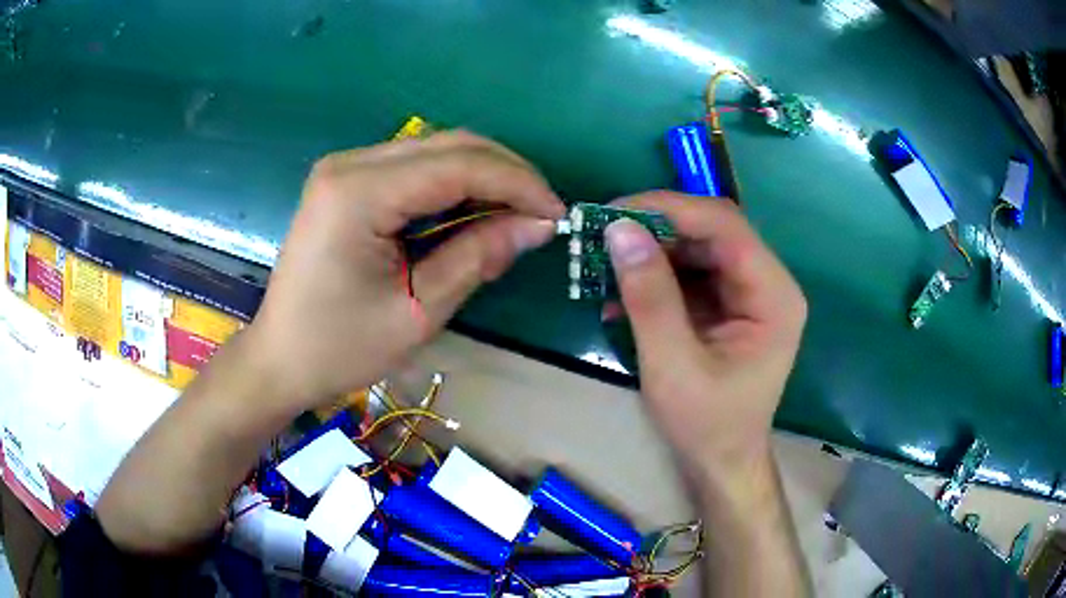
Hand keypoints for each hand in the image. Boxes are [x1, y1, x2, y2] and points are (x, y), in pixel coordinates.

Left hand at [246, 131, 564, 409]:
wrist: (280, 358)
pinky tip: (475, 211)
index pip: (458, 166)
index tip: (558, 214)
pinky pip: (414, 168)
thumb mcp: (418, 311)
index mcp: (359, 194)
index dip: (517, 184)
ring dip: (483, 176)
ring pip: (434, 150)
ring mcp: (344, 168)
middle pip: (449, 145)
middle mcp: (349, 164)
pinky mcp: (346, 181)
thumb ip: (478, 257)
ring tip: (517, 214)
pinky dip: (453, 185)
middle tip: (542, 212)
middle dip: (506, 173)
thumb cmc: (340, 348)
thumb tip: (538, 225)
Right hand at [605, 192, 805, 479]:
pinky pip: (690, 275)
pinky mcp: (728, 305)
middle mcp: (767, 283)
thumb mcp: (673, 365)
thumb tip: (619, 230)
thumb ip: (649, 296)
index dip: (670, 209)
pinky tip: (620, 299)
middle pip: (711, 232)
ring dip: (650, 254)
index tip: (614, 211)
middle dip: (655, 230)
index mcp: (773, 295)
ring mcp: (748, 294)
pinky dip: (654, 279)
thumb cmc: (707, 425)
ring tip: (604, 267)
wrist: (722, 464)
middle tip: (601, 236)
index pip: (724, 225)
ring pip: (696, 249)